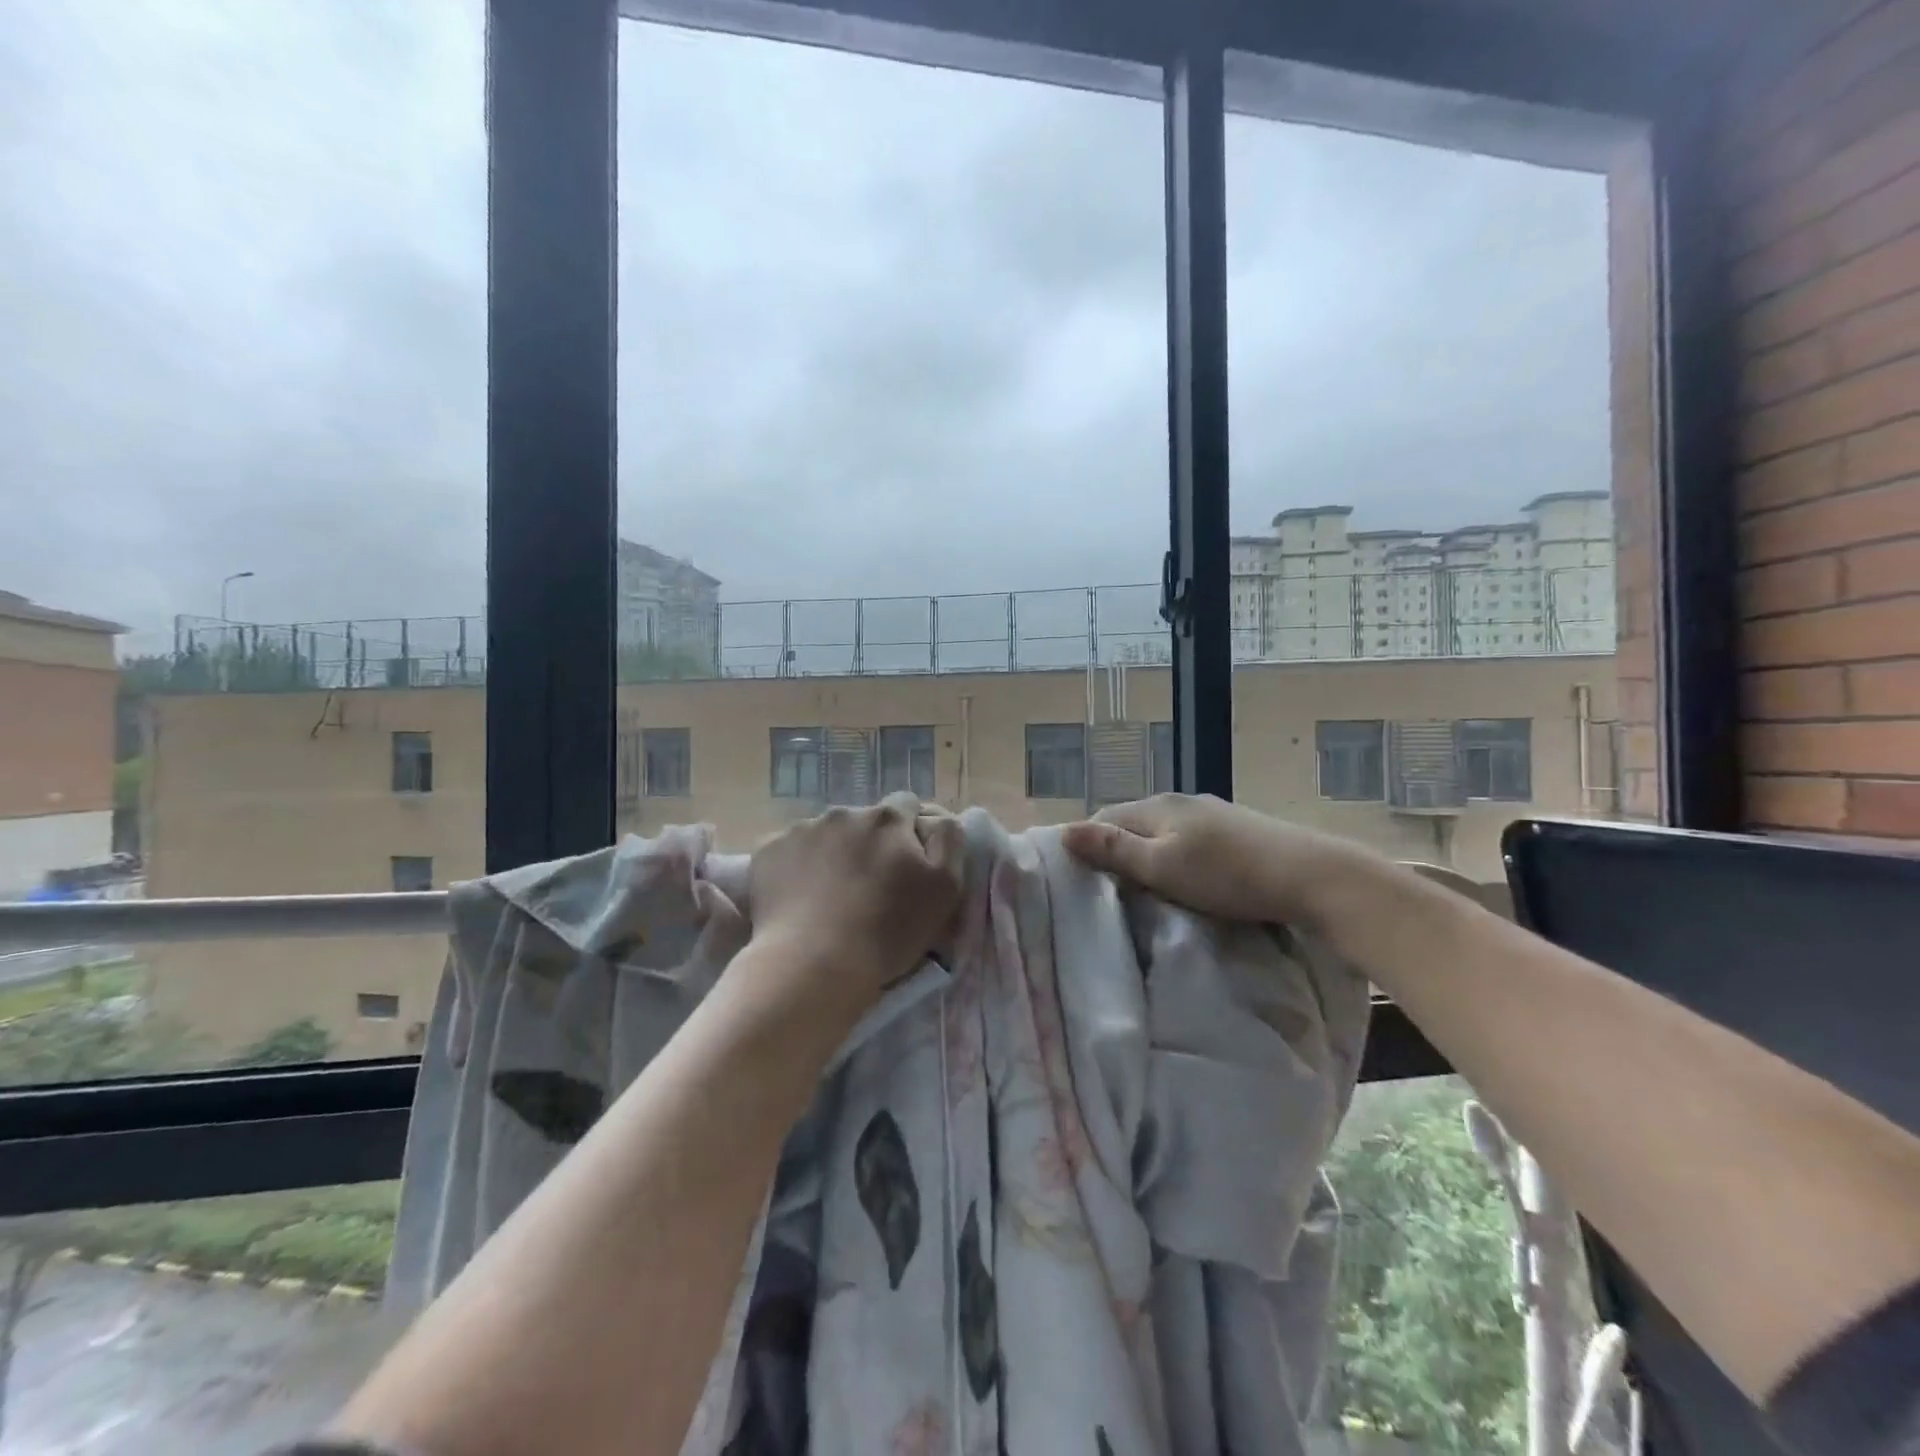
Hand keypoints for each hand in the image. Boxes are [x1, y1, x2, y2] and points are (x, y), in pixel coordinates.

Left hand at [748, 793, 964, 1015]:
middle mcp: (844, 812)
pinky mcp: (767, 851)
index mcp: (887, 818)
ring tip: (830, 896)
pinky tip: (799, 898)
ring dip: (834, 853)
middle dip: (870, 843)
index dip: (910, 833)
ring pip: (826, 834)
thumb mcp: (945, 887)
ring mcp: (801, 829)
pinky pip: (789, 850)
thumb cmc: (887, 930)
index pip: (907, 805)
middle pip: (864, 820)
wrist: (812, 964)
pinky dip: (797, 866)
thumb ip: (949, 840)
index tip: (907, 865)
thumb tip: (936, 818)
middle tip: (869, 887)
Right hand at [1060, 793, 1374, 930]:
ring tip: (1145, 888)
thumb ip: (1114, 850)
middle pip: (1133, 822)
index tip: (1079, 878)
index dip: (1087, 843)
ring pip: (1163, 831)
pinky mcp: (1237, 830)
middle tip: (1109, 889)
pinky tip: (1187, 879)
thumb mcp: (1162, 867)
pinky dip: (1177, 856)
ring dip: (1148, 854)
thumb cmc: (1226, 875)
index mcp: (1157, 806)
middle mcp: (1181, 801)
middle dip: (1116, 849)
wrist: (1310, 876)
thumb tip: (1065, 830)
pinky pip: (1190, 839)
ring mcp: (1212, 814)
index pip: (1104, 817)